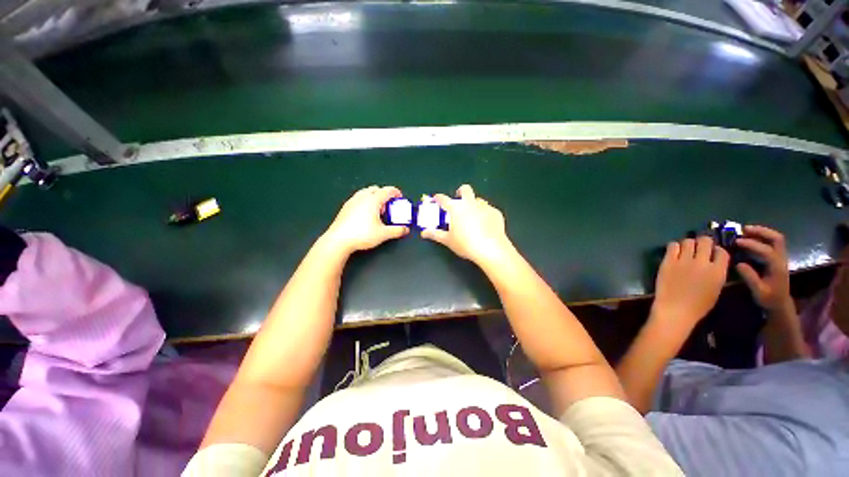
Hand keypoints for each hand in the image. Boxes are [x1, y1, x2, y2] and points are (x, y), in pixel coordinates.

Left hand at [323, 186, 408, 254]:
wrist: (339, 240)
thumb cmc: (362, 235)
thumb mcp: (383, 234)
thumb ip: (397, 231)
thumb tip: (405, 230)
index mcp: (373, 200)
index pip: (387, 190)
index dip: (396, 193)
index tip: (400, 198)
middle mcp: (362, 197)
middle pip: (376, 189)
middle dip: (385, 195)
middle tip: (389, 207)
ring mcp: (352, 201)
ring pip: (366, 192)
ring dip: (374, 198)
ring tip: (377, 211)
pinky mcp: (346, 207)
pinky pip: (358, 198)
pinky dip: (365, 202)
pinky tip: (366, 215)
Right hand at [421, 184, 512, 264]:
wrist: (491, 249)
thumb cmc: (465, 244)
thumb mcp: (448, 240)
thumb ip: (435, 234)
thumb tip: (423, 233)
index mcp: (456, 208)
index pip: (444, 199)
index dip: (438, 198)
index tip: (436, 198)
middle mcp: (470, 203)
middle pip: (465, 189)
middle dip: (460, 191)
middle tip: (459, 200)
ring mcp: (484, 206)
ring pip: (478, 199)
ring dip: (473, 204)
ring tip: (473, 217)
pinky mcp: (496, 212)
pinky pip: (488, 209)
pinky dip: (484, 214)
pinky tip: (485, 225)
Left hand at [652, 236, 729, 328]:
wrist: (675, 310)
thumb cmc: (698, 305)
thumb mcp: (716, 289)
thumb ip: (716, 273)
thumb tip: (714, 262)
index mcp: (718, 271)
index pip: (722, 252)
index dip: (717, 250)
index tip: (712, 253)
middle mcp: (702, 263)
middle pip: (705, 241)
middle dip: (703, 242)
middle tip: (698, 247)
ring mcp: (684, 261)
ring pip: (688, 241)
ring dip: (688, 244)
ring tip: (685, 250)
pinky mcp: (668, 261)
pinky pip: (672, 245)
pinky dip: (674, 246)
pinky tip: (674, 252)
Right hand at [735, 225, 791, 311]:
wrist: (780, 303)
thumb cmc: (769, 298)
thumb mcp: (758, 291)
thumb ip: (750, 277)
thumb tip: (738, 263)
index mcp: (777, 267)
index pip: (766, 251)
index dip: (752, 245)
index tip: (736, 242)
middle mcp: (781, 259)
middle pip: (776, 238)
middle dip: (761, 231)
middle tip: (744, 229)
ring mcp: (780, 257)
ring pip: (775, 238)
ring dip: (761, 232)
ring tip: (745, 230)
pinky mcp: (777, 257)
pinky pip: (772, 242)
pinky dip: (762, 236)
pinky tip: (751, 238)